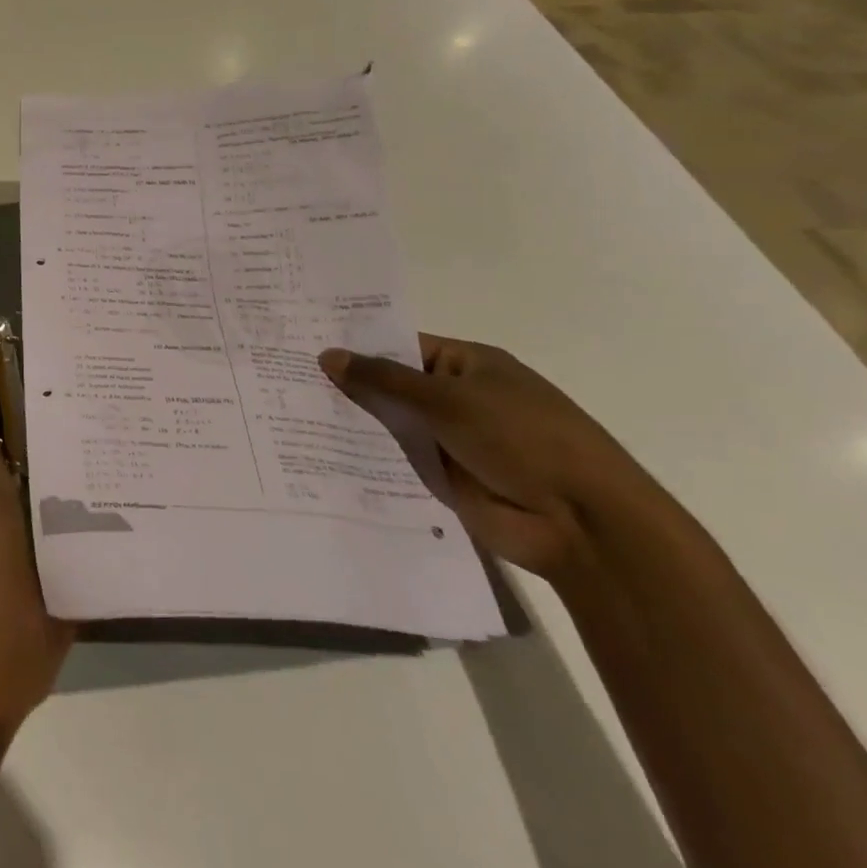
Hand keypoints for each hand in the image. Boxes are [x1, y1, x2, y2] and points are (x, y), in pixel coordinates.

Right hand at [320, 336, 664, 581]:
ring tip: (286, 411)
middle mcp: (458, 398)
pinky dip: (365, 457)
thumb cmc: (522, 439)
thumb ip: (384, 379)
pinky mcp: (444, 478)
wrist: (582, 524)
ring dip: (352, 422)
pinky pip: (396, 460)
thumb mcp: (448, 399)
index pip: (401, 346)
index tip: (304, 343)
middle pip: (392, 386)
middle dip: (346, 384)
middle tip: (284, 376)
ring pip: (390, 424)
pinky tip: (317, 451)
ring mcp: (450, 439)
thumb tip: (327, 355)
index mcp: (469, 365)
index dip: (357, 345)